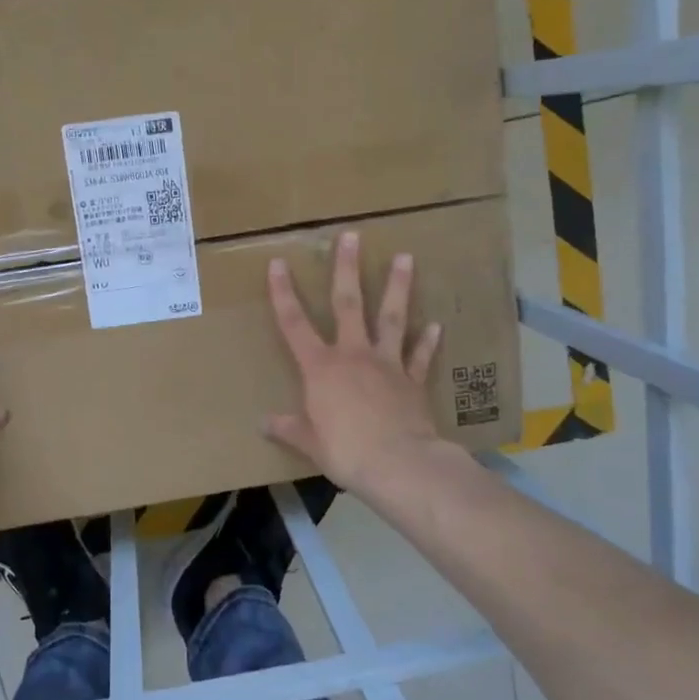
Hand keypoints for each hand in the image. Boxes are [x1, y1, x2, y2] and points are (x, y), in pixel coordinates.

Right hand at [263, 230, 451, 497]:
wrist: (398, 463)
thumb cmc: (344, 450)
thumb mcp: (308, 442)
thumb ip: (288, 428)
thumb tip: (264, 424)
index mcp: (320, 368)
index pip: (294, 323)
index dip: (283, 293)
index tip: (278, 263)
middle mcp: (353, 355)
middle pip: (348, 303)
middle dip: (347, 268)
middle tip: (352, 236)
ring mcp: (387, 364)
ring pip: (391, 317)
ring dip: (397, 287)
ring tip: (406, 258)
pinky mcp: (413, 380)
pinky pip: (419, 356)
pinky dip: (426, 341)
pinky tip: (434, 325)